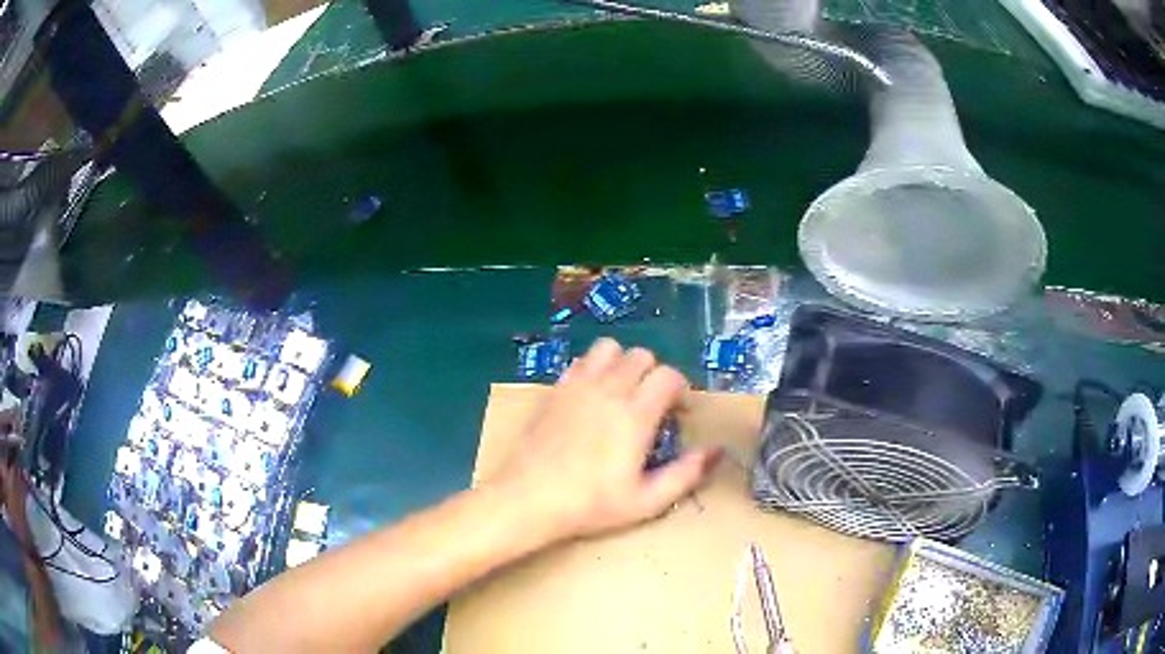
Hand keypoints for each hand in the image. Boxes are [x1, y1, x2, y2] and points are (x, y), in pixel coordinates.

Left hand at [495, 338, 721, 541]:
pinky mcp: (556, 389)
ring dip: (623, 363)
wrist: (529, 498)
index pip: (669, 375)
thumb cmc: (591, 504)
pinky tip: (593, 396)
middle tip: (652, 405)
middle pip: (642, 355)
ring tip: (623, 392)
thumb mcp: (647, 501)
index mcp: (636, 415)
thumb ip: (686, 474)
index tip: (678, 413)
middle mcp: (609, 390)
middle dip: (655, 375)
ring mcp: (578, 385)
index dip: (681, 389)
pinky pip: (581, 361)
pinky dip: (594, 368)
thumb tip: (716, 450)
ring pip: (610, 348)